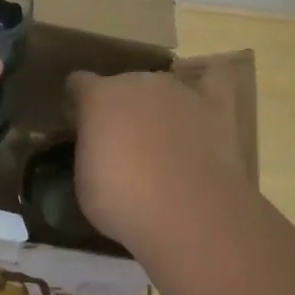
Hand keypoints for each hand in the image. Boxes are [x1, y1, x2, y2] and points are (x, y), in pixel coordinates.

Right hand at [65, 69, 249, 248]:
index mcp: (99, 96)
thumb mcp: (84, 180)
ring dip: (156, 104)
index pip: (79, 83)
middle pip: (122, 84)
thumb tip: (96, 143)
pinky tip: (200, 100)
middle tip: (121, 140)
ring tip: (161, 134)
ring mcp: (180, 90)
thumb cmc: (123, 201)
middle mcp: (139, 82)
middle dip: (119, 106)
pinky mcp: (216, 105)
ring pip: (162, 86)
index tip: (78, 126)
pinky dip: (205, 85)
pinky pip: (213, 79)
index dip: (78, 103)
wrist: (188, 214)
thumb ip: (89, 149)